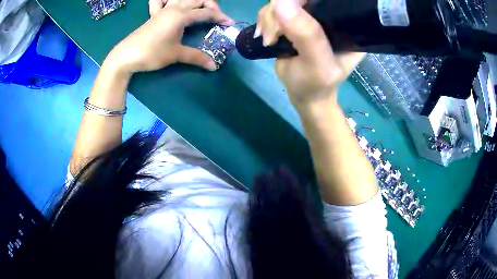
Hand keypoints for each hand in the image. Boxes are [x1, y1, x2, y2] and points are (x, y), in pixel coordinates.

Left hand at [103, 0, 233, 74]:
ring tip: (201, 10)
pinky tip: (172, 4)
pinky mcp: (155, 14)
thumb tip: (214, 66)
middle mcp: (174, 8)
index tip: (229, 24)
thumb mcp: (175, 55)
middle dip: (211, 5)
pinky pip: (162, 1)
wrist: (125, 56)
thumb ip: (196, 57)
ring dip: (195, 1)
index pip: (206, 13)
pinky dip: (169, 0)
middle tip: (216, 17)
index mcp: (181, 16)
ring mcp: (163, 10)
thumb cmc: (151, 53)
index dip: (220, 18)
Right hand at [256, 0, 363, 111]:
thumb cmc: (316, 85)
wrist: (304, 96)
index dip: (302, 0)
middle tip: (273, 34)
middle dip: (280, 11)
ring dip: (269, 18)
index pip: (326, 0)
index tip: (286, 12)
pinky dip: (266, 20)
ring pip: (283, 2)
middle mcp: (331, 17)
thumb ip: (306, 35)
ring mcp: (312, 17)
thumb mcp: (317, 65)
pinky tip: (267, 37)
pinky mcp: (296, 21)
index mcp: (348, 26)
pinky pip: (275, 9)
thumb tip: (280, 3)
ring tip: (270, 40)